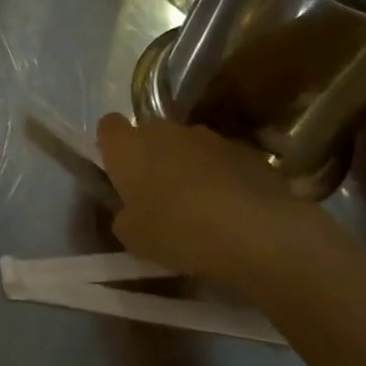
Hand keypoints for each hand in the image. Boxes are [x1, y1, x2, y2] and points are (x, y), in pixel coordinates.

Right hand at [96, 115, 353, 295]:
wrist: (257, 231)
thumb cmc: (179, 231)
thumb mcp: (134, 238)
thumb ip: (123, 217)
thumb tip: (129, 212)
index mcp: (127, 146)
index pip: (107, 127)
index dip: (111, 148)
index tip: (120, 175)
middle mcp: (163, 130)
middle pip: (150, 134)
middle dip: (152, 158)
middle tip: (159, 196)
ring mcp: (207, 136)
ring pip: (187, 146)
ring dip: (188, 166)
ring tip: (201, 206)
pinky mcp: (244, 149)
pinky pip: (221, 160)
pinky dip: (222, 177)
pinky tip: (233, 210)